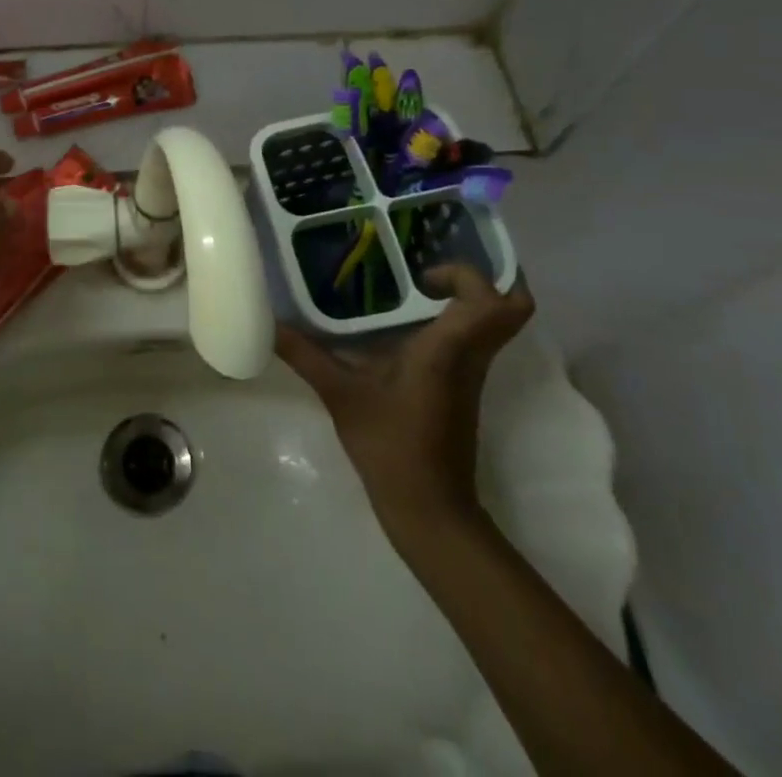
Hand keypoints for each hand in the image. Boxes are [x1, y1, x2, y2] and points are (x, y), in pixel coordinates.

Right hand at [276, 265, 533, 539]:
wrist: (430, 511)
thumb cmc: (391, 447)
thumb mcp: (341, 396)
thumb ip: (306, 356)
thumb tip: (269, 324)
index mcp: (448, 351)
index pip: (494, 302)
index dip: (469, 274)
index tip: (423, 275)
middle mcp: (470, 357)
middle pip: (512, 308)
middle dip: (481, 279)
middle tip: (431, 270)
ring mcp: (471, 375)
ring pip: (494, 325)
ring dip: (467, 299)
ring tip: (414, 287)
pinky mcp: (463, 390)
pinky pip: (474, 342)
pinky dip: (454, 324)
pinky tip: (406, 326)